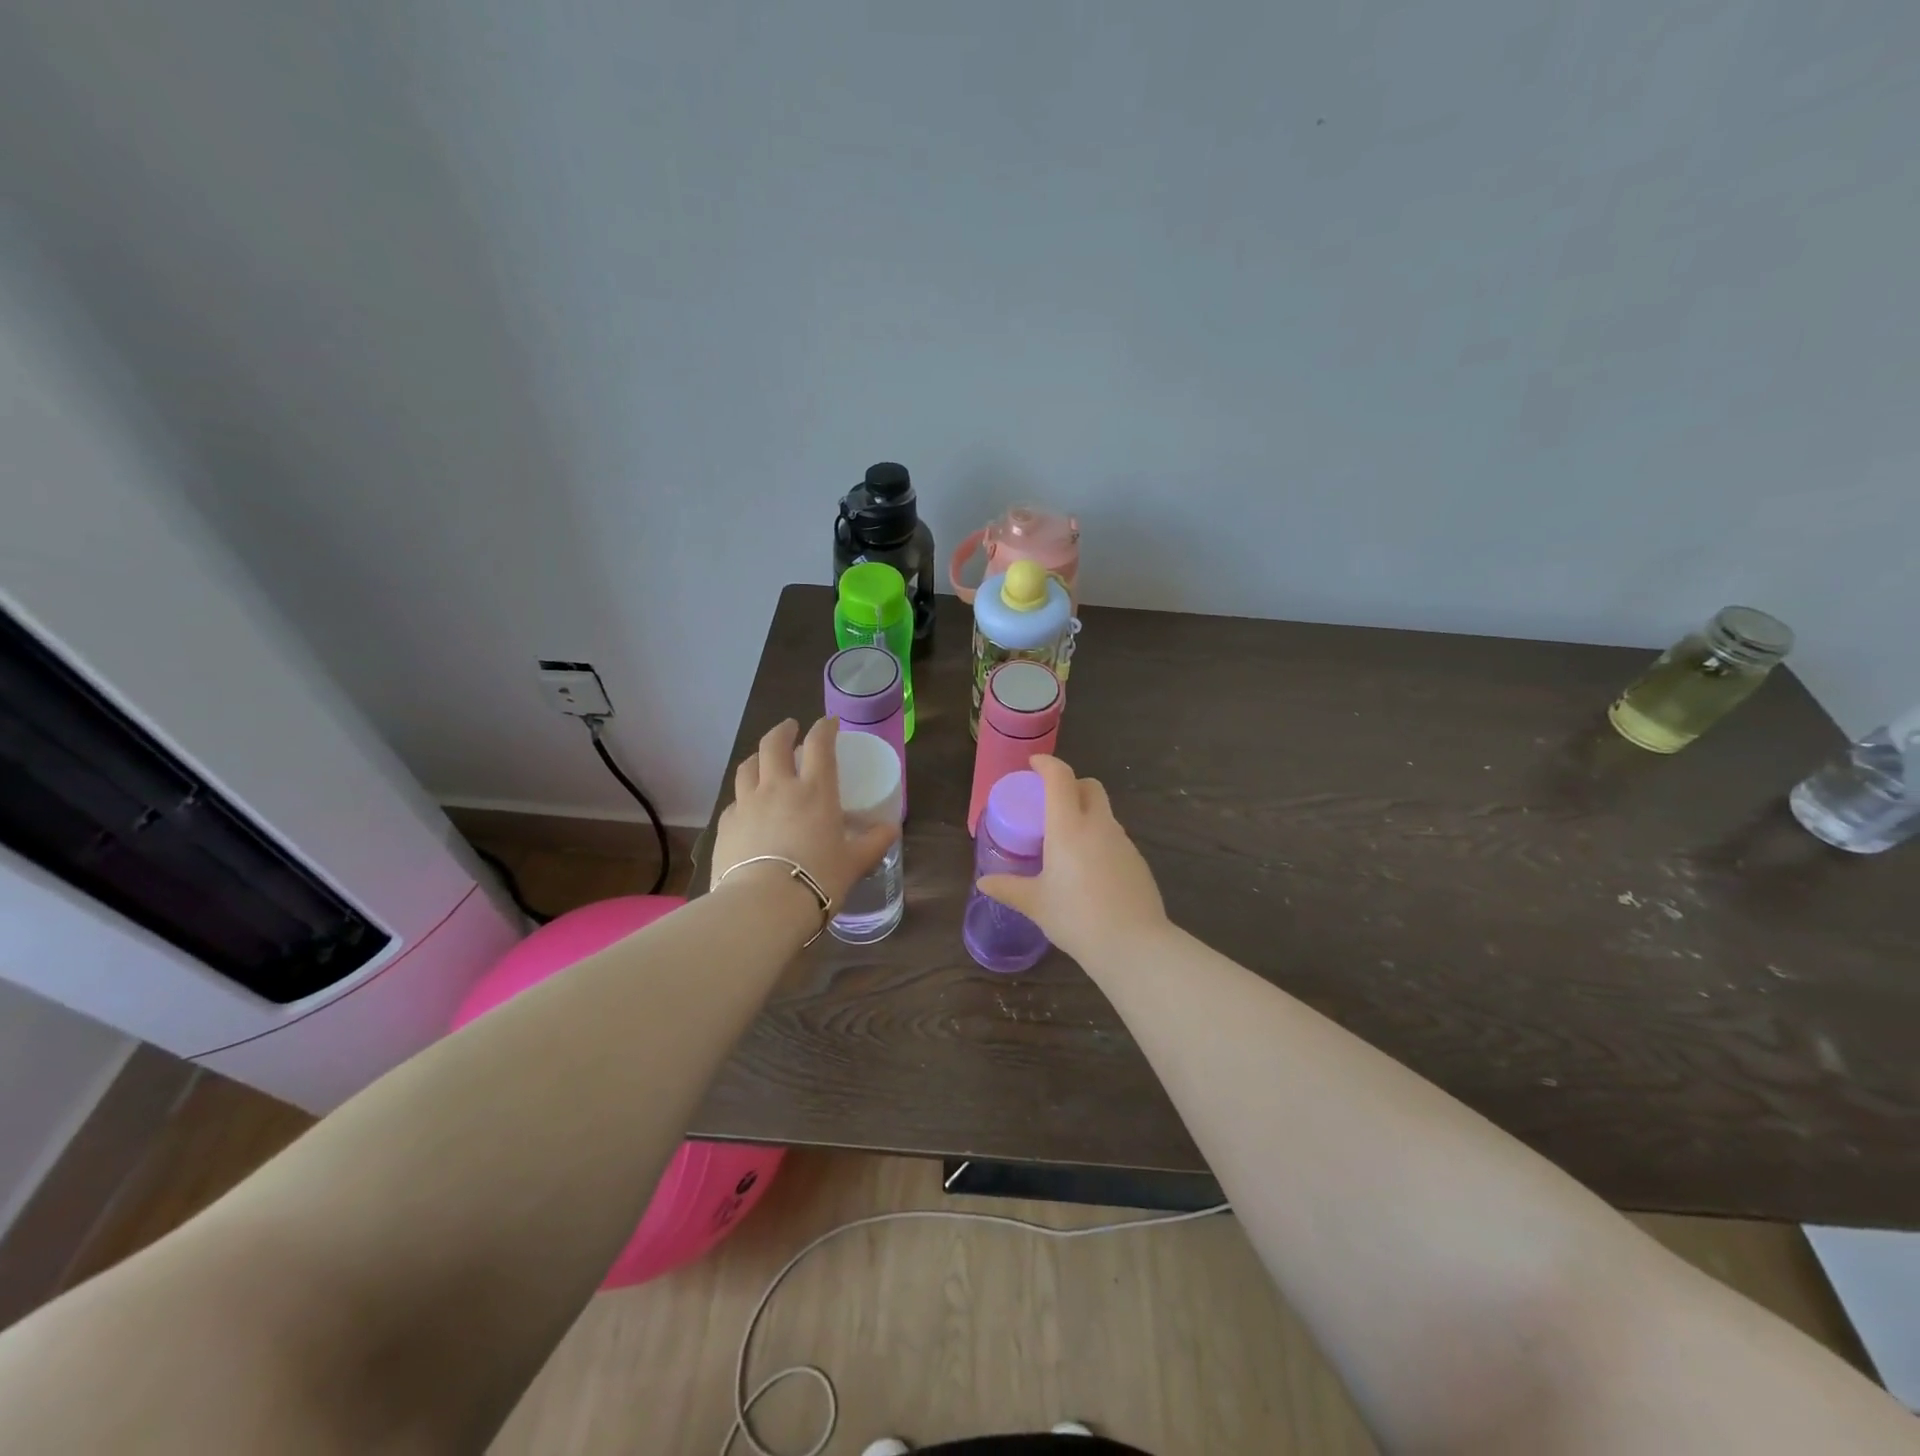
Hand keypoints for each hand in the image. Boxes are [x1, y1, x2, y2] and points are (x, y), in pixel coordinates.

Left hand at [713, 717, 898, 910]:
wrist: (764, 906)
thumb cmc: (818, 879)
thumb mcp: (854, 862)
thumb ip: (874, 842)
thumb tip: (891, 829)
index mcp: (815, 790)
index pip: (819, 744)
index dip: (824, 728)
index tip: (829, 723)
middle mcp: (778, 787)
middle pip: (774, 744)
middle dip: (783, 731)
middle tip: (791, 729)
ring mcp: (747, 804)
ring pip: (747, 766)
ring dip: (758, 757)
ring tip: (764, 761)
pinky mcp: (726, 825)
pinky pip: (735, 801)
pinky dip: (743, 796)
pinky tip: (748, 808)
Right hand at [977, 754, 1168, 962]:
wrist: (1134, 945)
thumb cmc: (1076, 918)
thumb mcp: (1036, 904)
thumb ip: (1009, 889)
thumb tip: (984, 883)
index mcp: (1069, 827)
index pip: (1060, 778)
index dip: (1047, 764)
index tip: (1033, 765)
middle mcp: (1099, 825)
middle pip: (1089, 786)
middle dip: (1071, 784)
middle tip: (1051, 803)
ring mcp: (1123, 842)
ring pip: (1104, 812)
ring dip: (1086, 813)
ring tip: (1067, 841)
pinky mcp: (1138, 861)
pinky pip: (1115, 837)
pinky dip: (1099, 839)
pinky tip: (1090, 869)